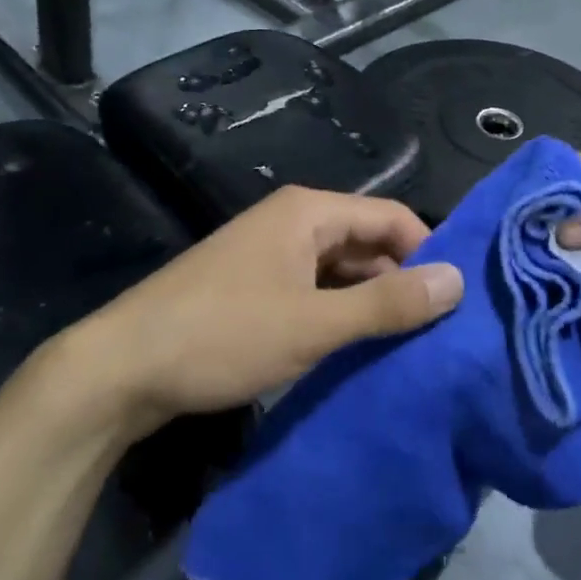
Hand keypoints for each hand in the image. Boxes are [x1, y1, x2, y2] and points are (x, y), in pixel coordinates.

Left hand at [76, 187, 464, 434]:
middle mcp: (293, 221)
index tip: (454, 305)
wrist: (121, 368)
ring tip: (405, 349)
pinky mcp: (254, 286)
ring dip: (370, 303)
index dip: (428, 254)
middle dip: (401, 282)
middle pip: (367, 241)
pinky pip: (314, 290)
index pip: (392, 218)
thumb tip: (458, 280)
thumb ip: (388, 303)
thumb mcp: (314, 324)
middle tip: (436, 335)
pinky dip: (338, 314)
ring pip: (341, 270)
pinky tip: (354, 351)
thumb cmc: (223, 335)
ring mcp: (270, 254)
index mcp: (309, 211)